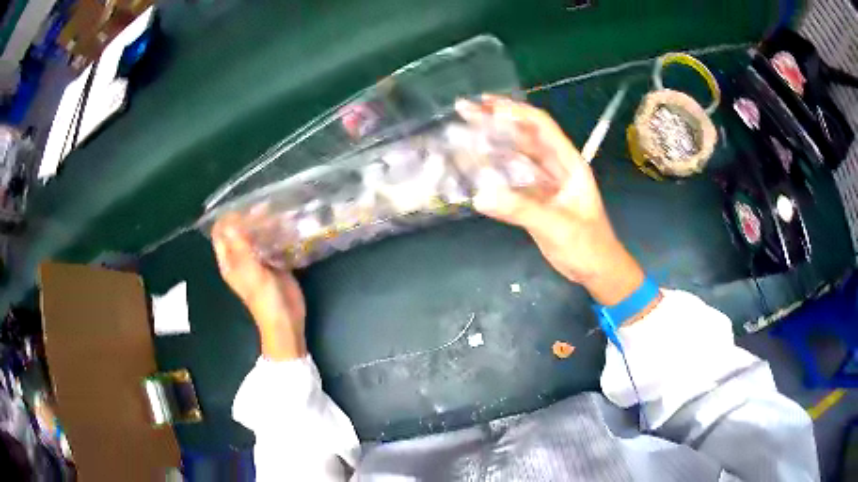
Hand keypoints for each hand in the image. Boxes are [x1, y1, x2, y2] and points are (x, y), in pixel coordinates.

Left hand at [212, 213, 306, 360]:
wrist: (286, 321)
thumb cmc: (265, 300)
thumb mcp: (251, 272)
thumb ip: (241, 247)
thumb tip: (232, 221)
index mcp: (230, 261)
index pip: (221, 233)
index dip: (228, 218)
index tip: (243, 205)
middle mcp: (241, 259)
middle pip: (239, 231)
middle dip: (249, 217)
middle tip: (265, 206)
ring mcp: (258, 261)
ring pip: (257, 235)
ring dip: (264, 223)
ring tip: (277, 210)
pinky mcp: (275, 263)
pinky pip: (272, 243)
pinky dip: (277, 233)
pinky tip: (287, 224)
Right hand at [456, 95, 644, 305]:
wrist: (596, 270)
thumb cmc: (587, 246)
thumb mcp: (557, 226)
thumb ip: (521, 210)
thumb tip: (480, 196)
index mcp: (569, 164)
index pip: (541, 127)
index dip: (515, 113)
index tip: (486, 106)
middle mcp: (556, 167)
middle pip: (524, 136)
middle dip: (497, 120)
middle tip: (465, 109)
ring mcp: (544, 183)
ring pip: (516, 155)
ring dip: (492, 143)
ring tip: (464, 131)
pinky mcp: (535, 199)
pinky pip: (512, 179)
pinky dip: (493, 171)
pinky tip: (474, 166)